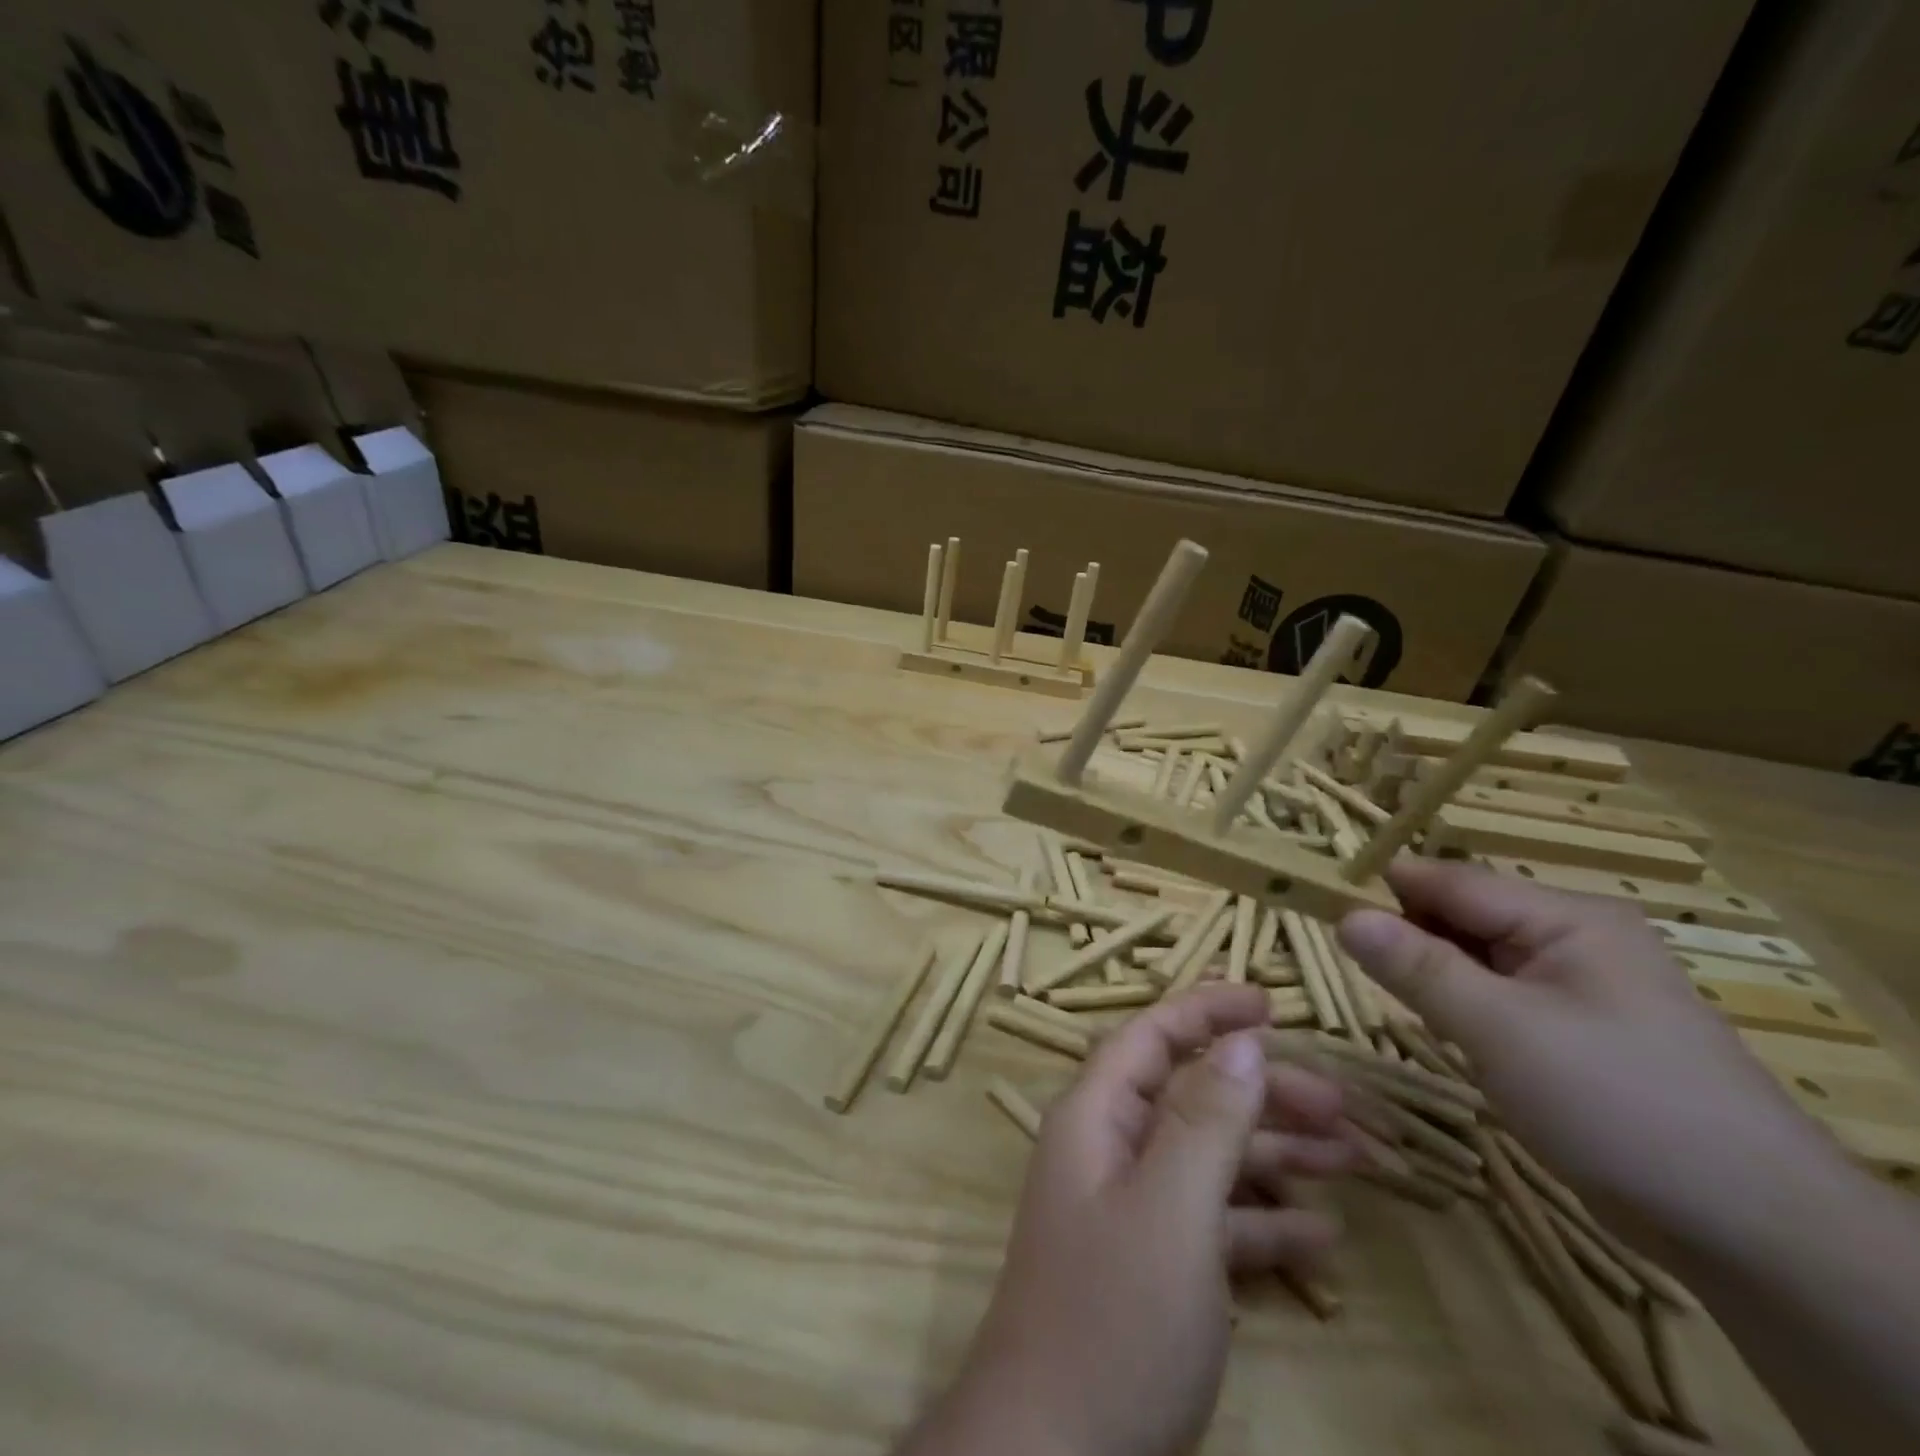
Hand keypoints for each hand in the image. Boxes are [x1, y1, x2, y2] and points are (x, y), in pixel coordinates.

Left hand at [905, 984, 1353, 1455]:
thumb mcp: (1170, 1211)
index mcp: (1097, 1116)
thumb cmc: (1112, 1319)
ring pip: (1210, 1157)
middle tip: (1343, 1105)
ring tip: (1358, 1161)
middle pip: (1192, 1095)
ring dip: (1277, 1155)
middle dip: (1263, 1091)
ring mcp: (1131, 1210)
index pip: (1152, 1035)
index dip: (1207, 1011)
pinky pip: (1213, 1223)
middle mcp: (1110, 1149)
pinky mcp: (1152, 1268)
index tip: (1271, 1002)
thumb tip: (1243, 1042)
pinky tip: (1323, 1239)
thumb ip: (1206, 1121)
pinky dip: (1263, 1223)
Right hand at [1338, 858, 1845, 1256]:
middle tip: (1342, 958)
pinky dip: (1460, 1004)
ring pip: (1476, 958)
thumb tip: (1342, 914)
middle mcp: (1572, 937)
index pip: (1449, 880)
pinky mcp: (1577, 1031)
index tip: (1315, 901)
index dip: (1381, 887)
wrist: (1753, 1231)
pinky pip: (1498, 995)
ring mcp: (1579, 986)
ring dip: (1429, 971)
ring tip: (1383, 992)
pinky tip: (1440, 1027)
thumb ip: (1417, 966)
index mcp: (1564, 917)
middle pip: (1461, 914)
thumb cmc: (1618, 1105)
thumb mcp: (1500, 1029)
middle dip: (1403, 932)